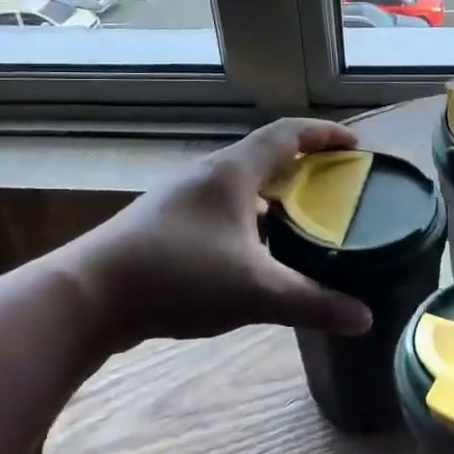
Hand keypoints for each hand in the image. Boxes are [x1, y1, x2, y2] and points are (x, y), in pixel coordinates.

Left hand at [64, 118, 372, 348]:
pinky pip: (219, 210)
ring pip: (239, 186)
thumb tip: (364, 319)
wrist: (89, 296)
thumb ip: (312, 302)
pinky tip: (254, 254)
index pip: (287, 134)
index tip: (355, 146)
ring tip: (301, 221)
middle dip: (303, 167)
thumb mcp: (255, 291)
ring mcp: (180, 199)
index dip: (324, 135)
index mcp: (233, 172)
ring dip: (273, 196)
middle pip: (264, 156)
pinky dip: (248, 219)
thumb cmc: (178, 275)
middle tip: (335, 187)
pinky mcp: (163, 225)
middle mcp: (207, 175)